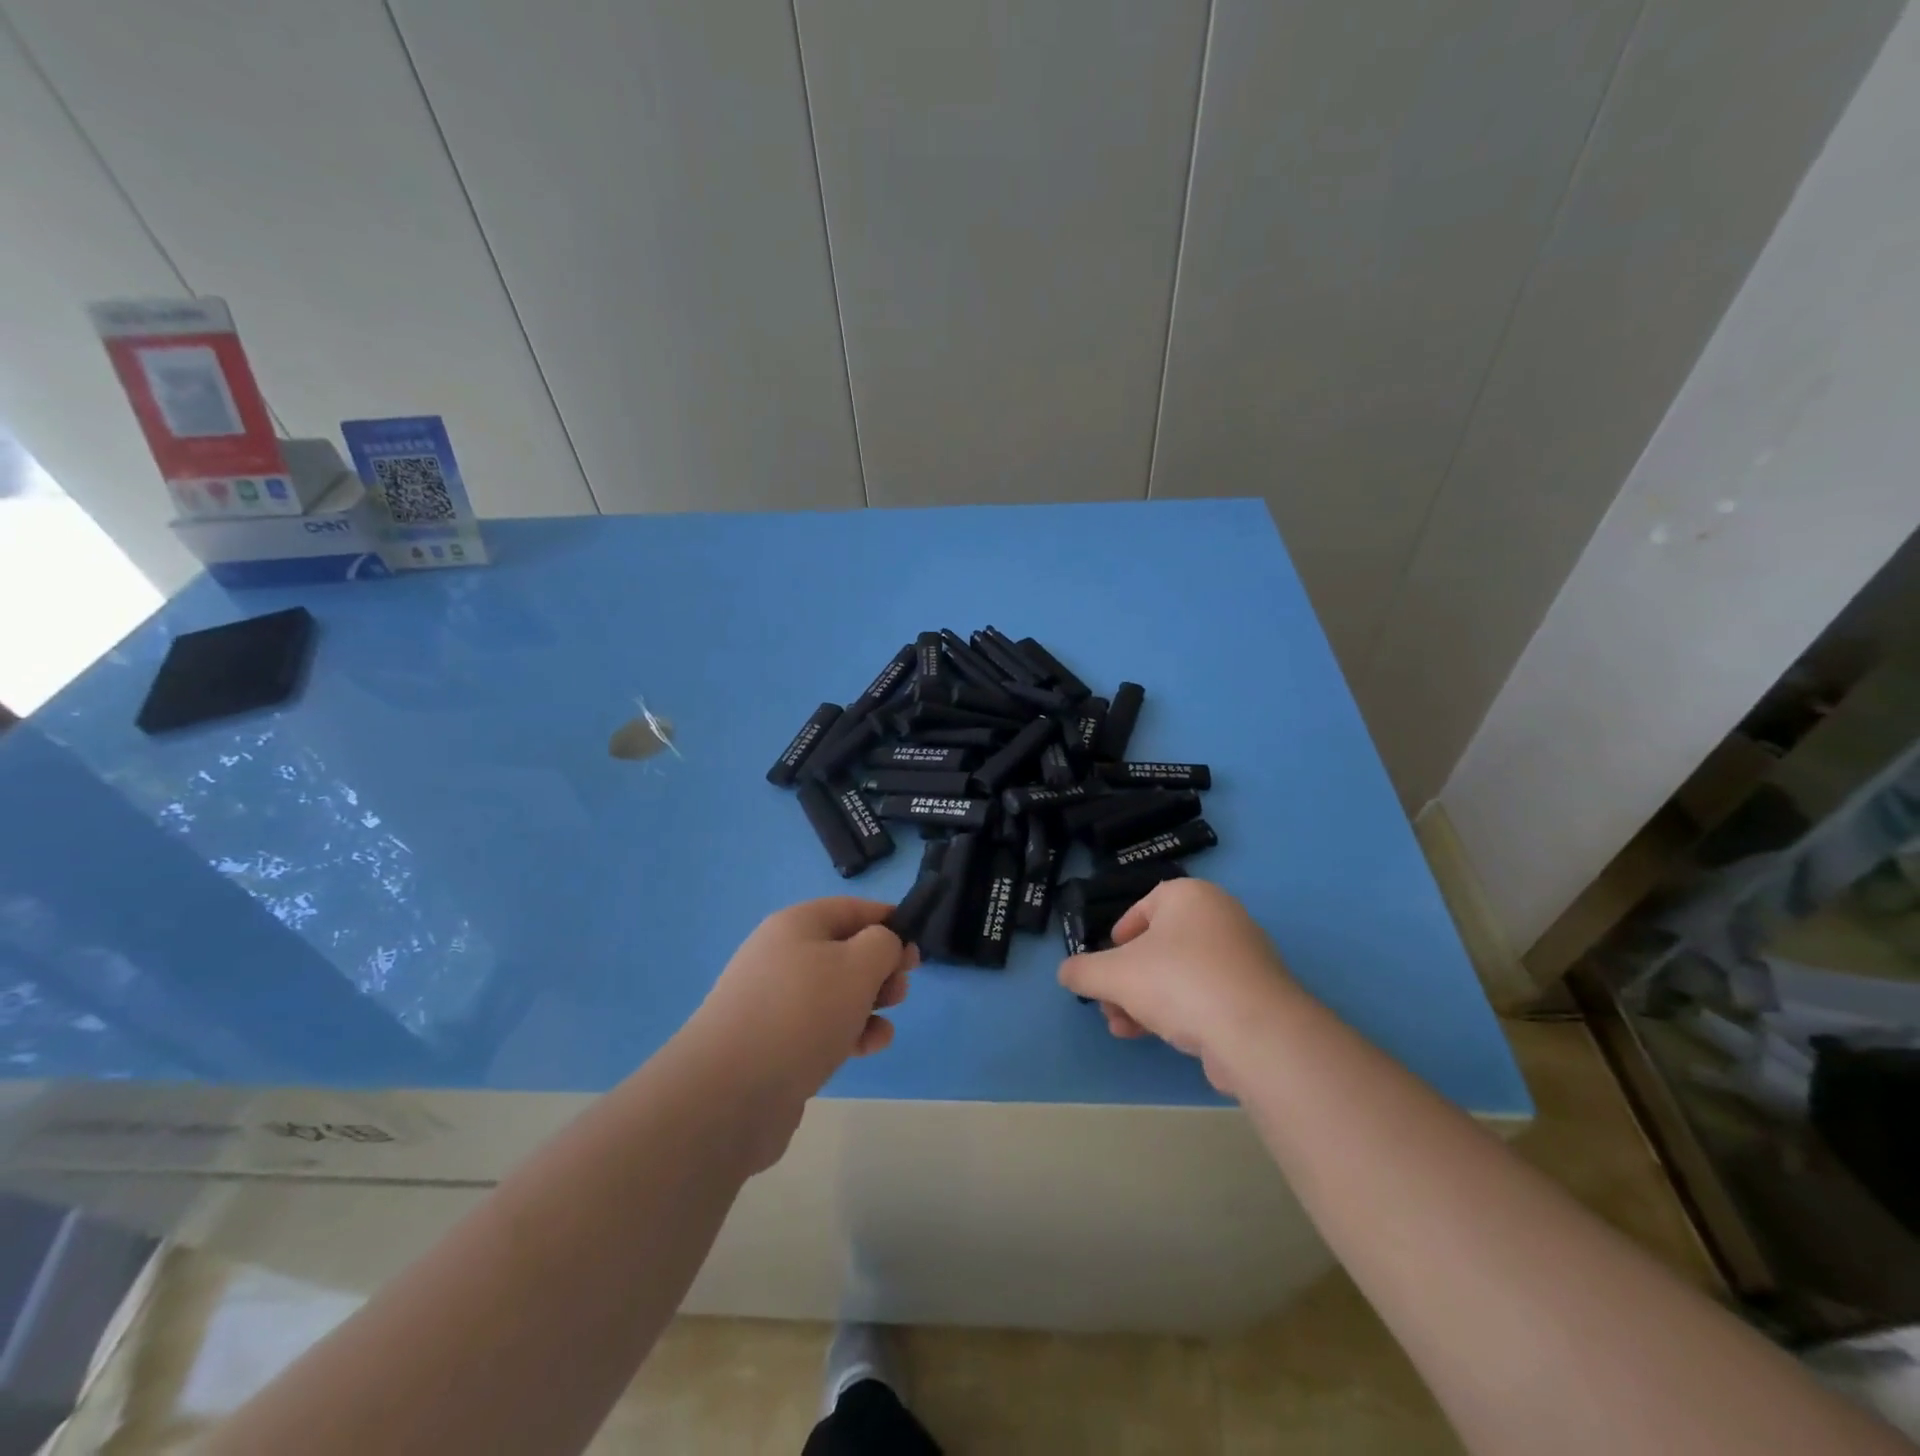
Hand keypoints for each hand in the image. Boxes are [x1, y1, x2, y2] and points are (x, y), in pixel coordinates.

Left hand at [692, 897, 915, 1103]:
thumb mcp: (858, 964)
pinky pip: (820, 1027)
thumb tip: (881, 946)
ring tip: (887, 1021)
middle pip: (844, 950)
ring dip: (868, 1003)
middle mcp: (780, 956)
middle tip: (902, 988)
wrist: (730, 1092)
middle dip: (880, 967)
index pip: (851, 908)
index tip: (917, 944)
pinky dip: (849, 1033)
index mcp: (796, 925)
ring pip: (835, 992)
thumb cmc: (803, 1012)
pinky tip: (869, 1048)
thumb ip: (883, 944)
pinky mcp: (772, 1044)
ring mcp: (773, 1002)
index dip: (888, 920)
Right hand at [1058, 878, 1300, 1094]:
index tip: (1106, 963)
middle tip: (1107, 1004)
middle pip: (1160, 946)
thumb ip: (1083, 971)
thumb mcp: (1114, 974)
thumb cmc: (1178, 982)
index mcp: (1190, 896)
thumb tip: (1066, 973)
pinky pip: (1205, 996)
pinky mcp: (1255, 996)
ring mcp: (1243, 958)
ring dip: (1145, 1000)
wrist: (1256, 1033)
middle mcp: (1221, 917)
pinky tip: (1155, 1038)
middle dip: (1127, 979)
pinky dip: (1178, 1012)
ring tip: (1122, 1028)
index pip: (1145, 906)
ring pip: (1180, 975)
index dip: (1119, 935)